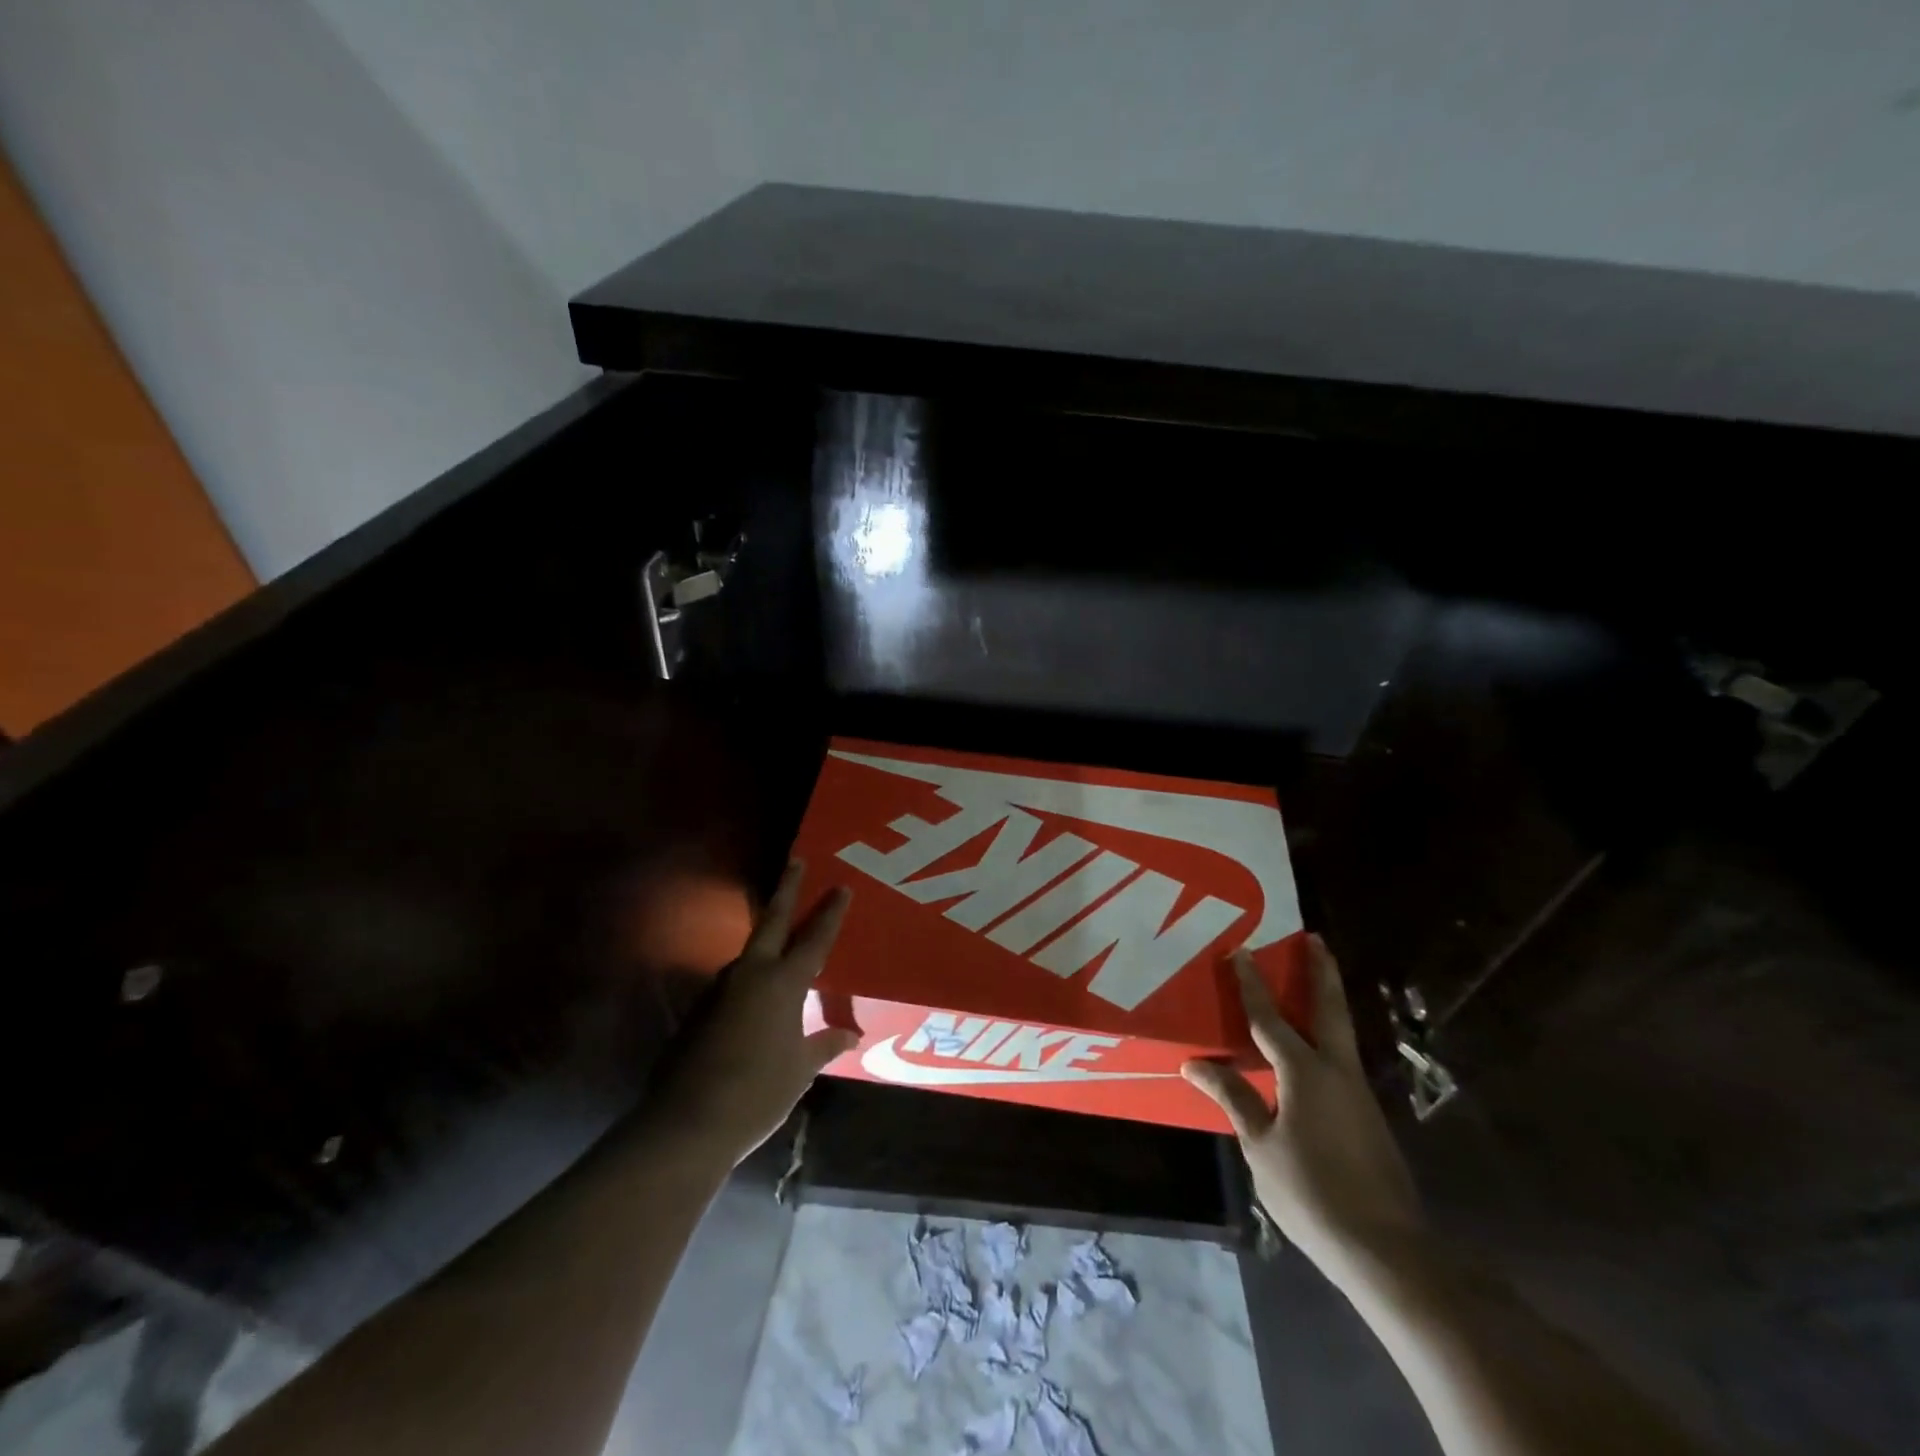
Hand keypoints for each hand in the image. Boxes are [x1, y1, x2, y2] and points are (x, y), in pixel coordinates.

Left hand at [646, 863, 856, 1166]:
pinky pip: (735, 983)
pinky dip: (751, 977)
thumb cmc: (758, 1092)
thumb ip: (825, 1044)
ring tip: (784, 936)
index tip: (841, 887)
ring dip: (767, 938)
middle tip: (796, 862)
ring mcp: (720, 990)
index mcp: (783, 983)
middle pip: (773, 922)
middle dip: (787, 890)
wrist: (687, 1122)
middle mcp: (750, 975)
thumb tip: (853, 1034)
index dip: (830, 913)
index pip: (814, 939)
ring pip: (750, 953)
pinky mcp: (701, 1011)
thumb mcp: (800, 1069)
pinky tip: (758, 995)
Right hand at [1183, 936, 1425, 1280]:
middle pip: (1329, 1009)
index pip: (1270, 1018)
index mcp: (1305, 1072)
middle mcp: (1337, 1071)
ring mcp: (1358, 1093)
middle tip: (1314, 939)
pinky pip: (1340, 1061)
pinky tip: (1311, 1051)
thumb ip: (1233, 1097)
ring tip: (1312, 981)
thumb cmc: (1311, 1191)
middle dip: (1320, 971)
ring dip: (1326, 1001)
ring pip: (1340, 1033)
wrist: (1386, 1249)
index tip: (1241, 950)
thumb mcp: (1260, 1144)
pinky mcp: (1367, 1116)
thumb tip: (1195, 1063)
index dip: (1252, 984)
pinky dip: (1326, 1038)